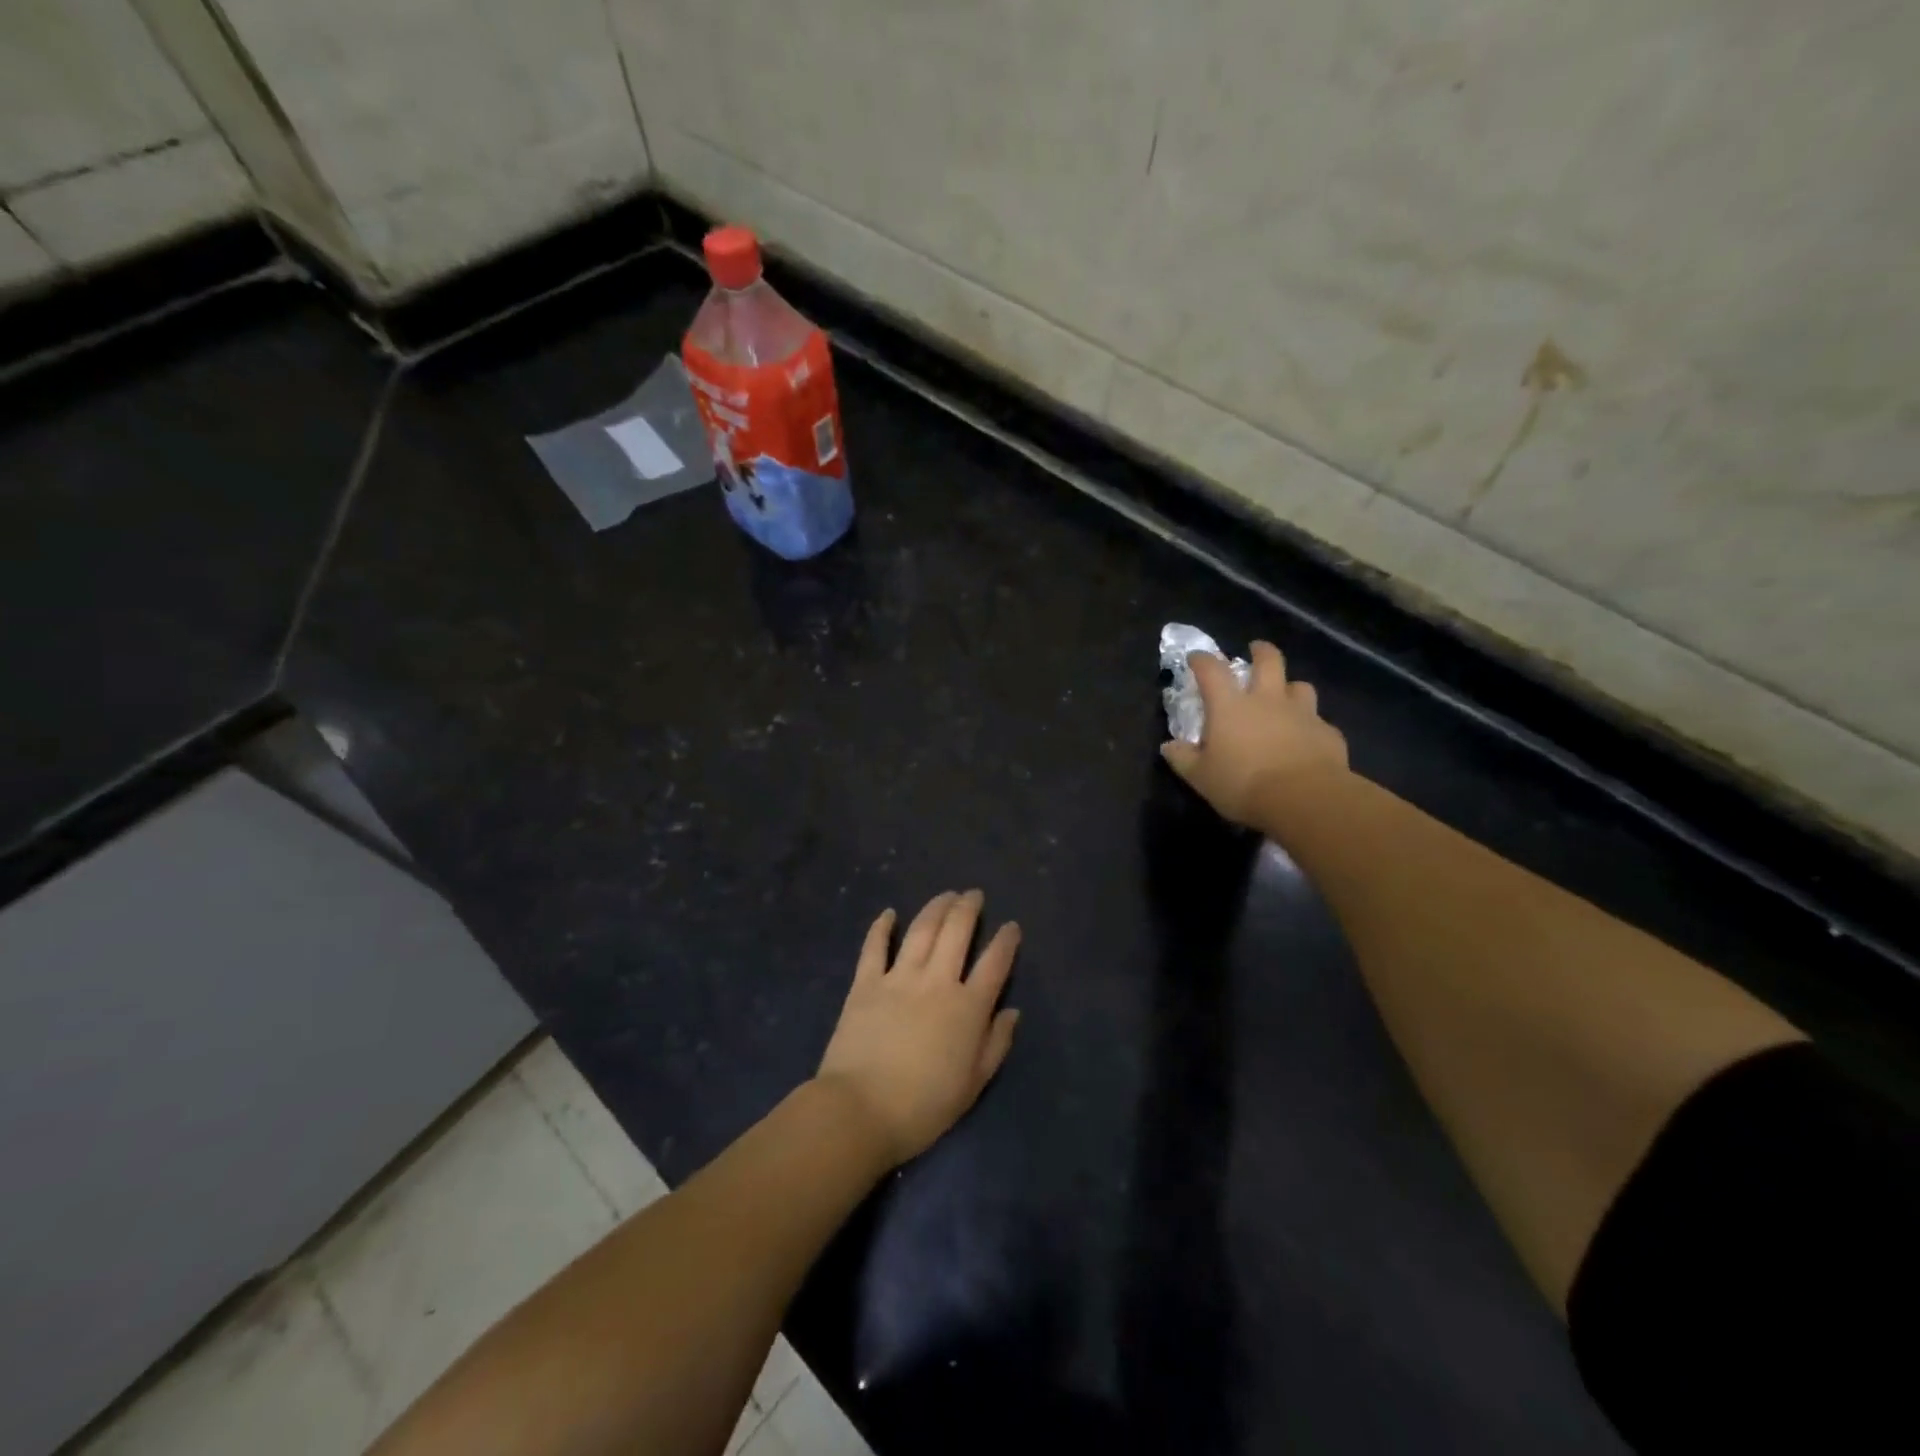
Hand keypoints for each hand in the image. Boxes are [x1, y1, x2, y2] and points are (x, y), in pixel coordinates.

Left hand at [815, 891, 1020, 1166]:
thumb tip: (1012, 1011)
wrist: (860, 1110)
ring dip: (936, 908)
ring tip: (946, 895)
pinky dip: (882, 927)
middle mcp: (937, 982)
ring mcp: (899, 978)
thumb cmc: (923, 1106)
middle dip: (969, 908)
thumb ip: (996, 1044)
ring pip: (922, 930)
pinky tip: (889, 913)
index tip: (1011, 926)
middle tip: (974, 895)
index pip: (994, 963)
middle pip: (957, 932)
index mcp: (968, 1008)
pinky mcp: (866, 983)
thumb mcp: (973, 1085)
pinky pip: (875, 947)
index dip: (1006, 941)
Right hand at [1160, 641, 1348, 827]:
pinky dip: (1310, 726)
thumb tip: (1169, 746)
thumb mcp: (1201, 777)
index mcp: (1231, 707)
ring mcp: (1302, 714)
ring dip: (1290, 687)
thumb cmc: (1244, 784)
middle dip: (1261, 651)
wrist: (1304, 799)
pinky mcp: (1327, 733)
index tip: (1196, 658)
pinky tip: (1306, 740)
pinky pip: (1318, 722)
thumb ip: (1183, 759)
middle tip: (1257, 649)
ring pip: (1300, 686)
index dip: (1202, 660)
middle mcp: (1267, 700)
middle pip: (1269, 661)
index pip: (1212, 670)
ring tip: (1285, 696)